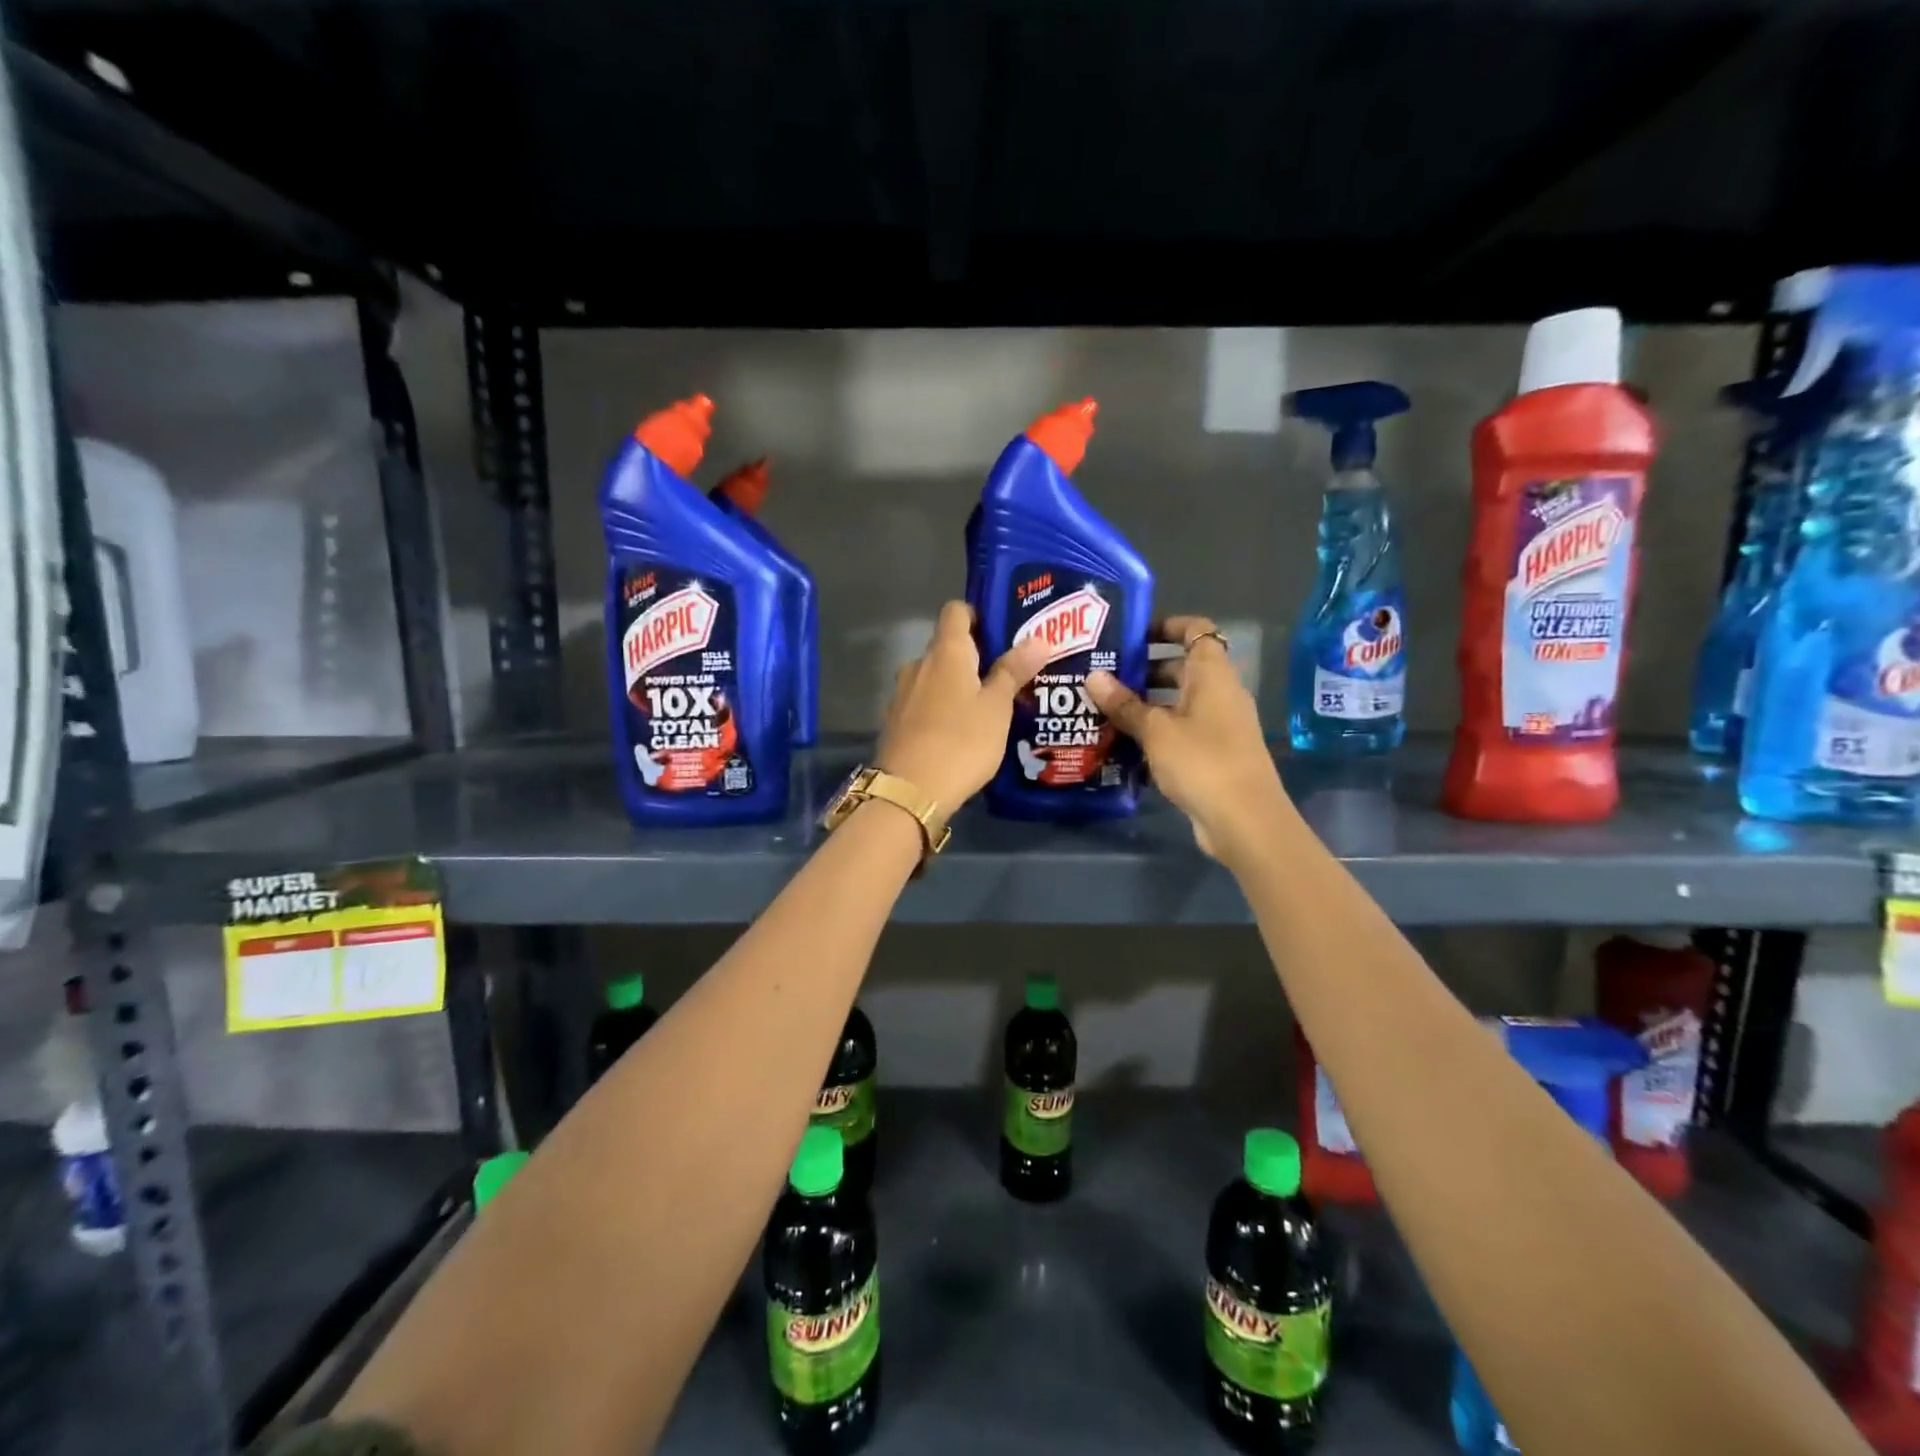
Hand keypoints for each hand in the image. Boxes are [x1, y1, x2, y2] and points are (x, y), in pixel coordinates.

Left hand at [876, 602, 1052, 814]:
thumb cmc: (961, 742)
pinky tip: (960, 732)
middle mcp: (918, 664)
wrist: (910, 791)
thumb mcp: (997, 708)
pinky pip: (923, 703)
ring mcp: (902, 694)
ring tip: (986, 707)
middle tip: (1006, 675)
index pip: (956, 610)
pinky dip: (941, 708)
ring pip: (934, 677)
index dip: (978, 615)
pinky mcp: (895, 722)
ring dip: (956, 685)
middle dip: (974, 656)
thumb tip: (1038, 638)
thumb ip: (1013, 671)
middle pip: (946, 646)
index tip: (1002, 633)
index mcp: (945, 652)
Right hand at [1086, 616, 1290, 860]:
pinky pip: (1180, 730)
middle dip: (1144, 669)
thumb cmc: (1202, 761)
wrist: (1244, 820)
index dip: (1166, 625)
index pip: (1196, 630)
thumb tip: (1093, 676)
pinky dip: (1155, 731)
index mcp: (1212, 674)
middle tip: (1103, 676)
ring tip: (1104, 708)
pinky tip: (1123, 743)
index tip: (1131, 635)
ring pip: (1178, 702)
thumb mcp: (1155, 730)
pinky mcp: (1212, 753)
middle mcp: (1219, 693)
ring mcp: (1218, 725)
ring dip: (1145, 703)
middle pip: (1182, 667)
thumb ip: (1124, 704)